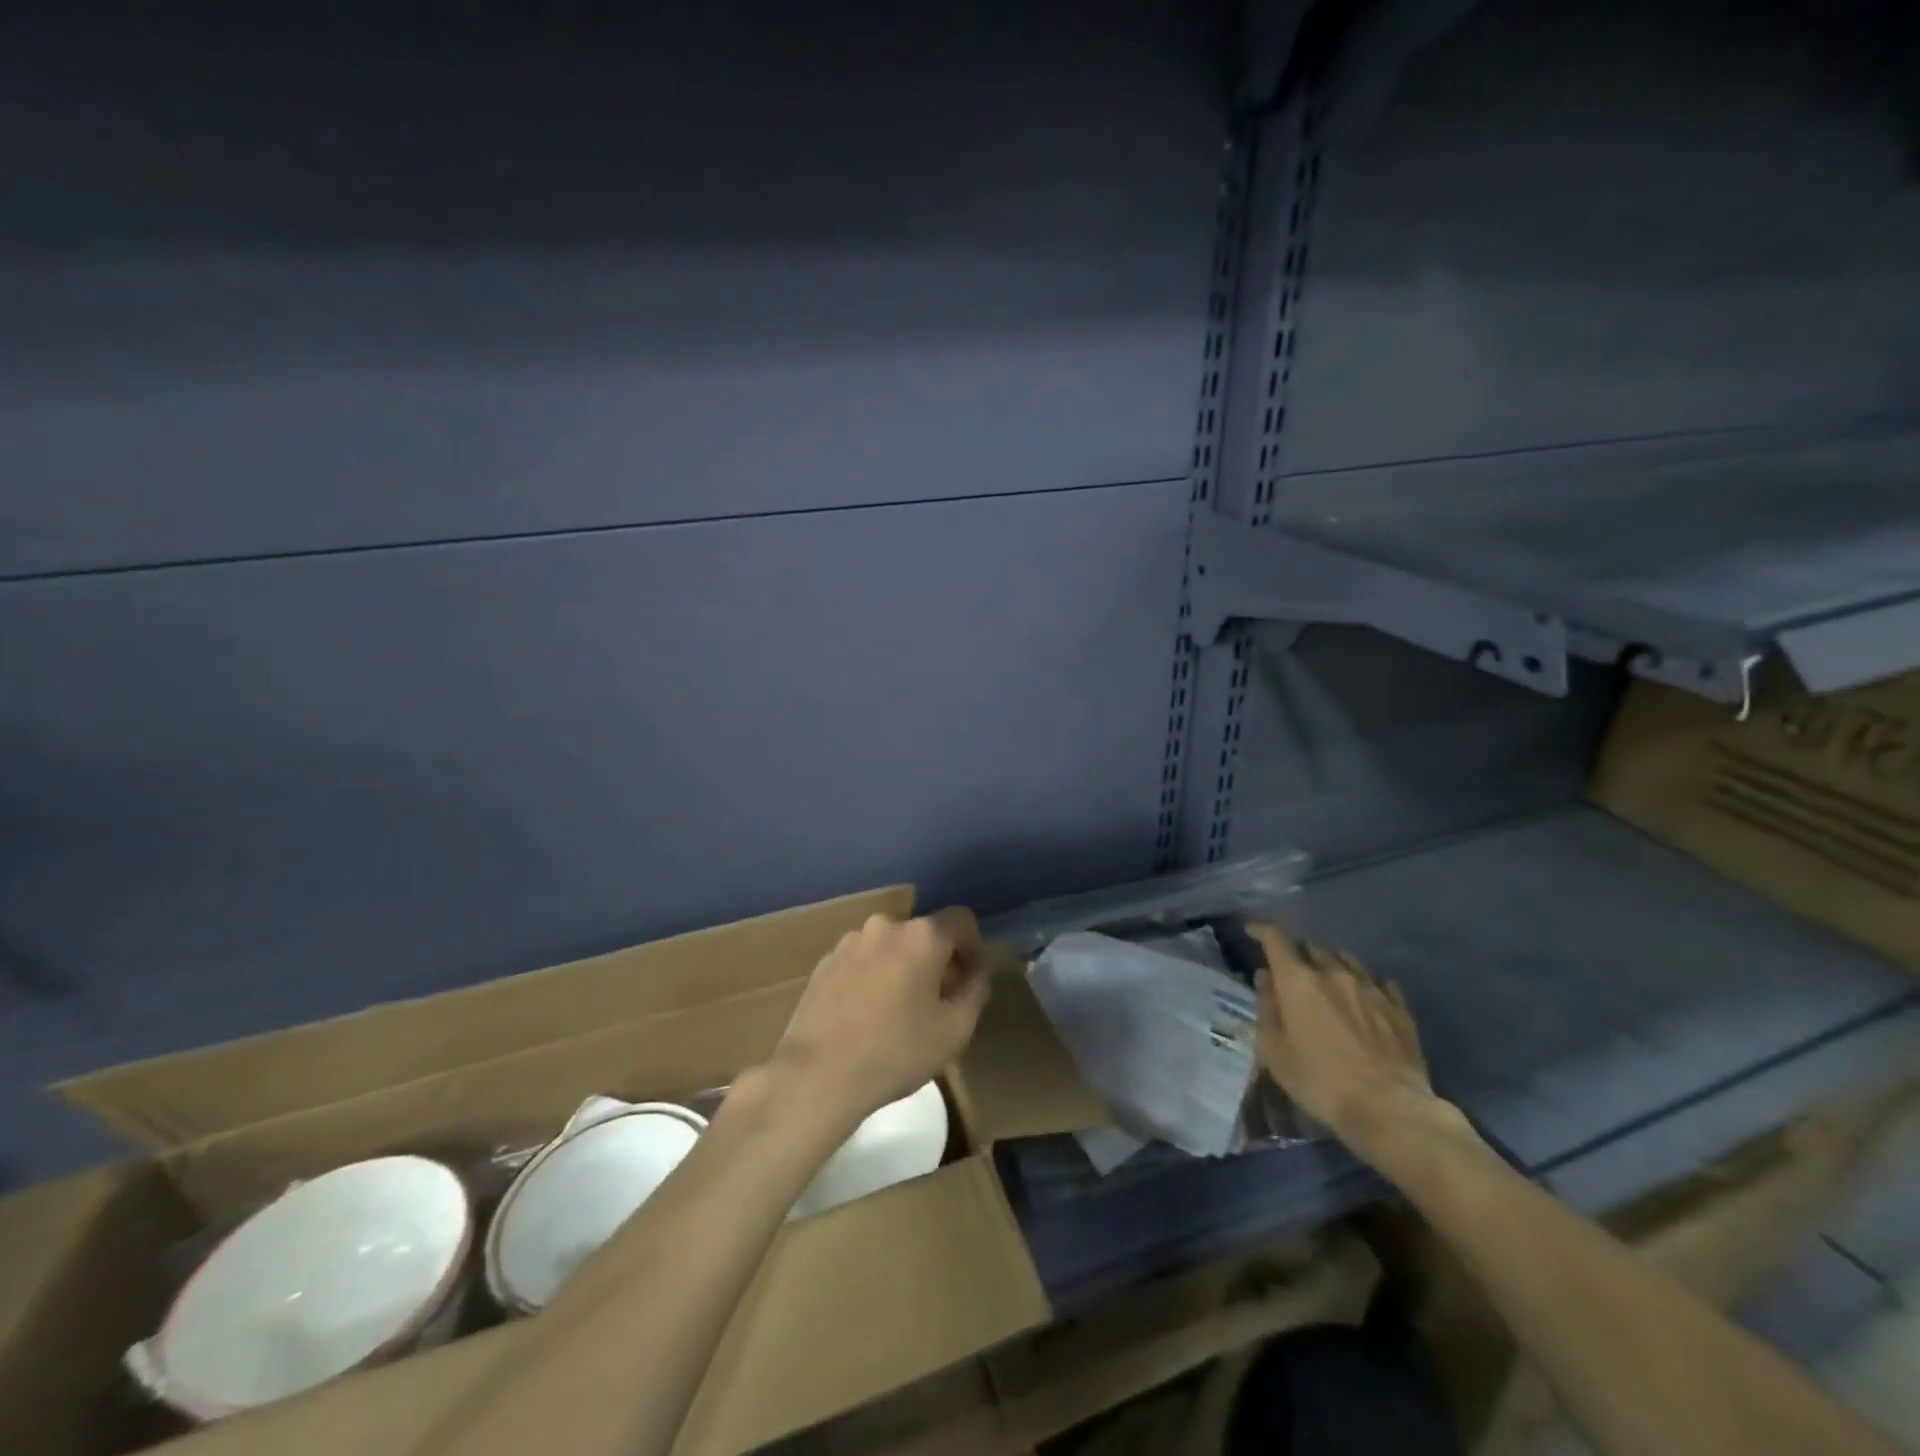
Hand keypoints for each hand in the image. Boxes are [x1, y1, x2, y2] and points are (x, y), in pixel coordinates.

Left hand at [769, 908, 989, 1128]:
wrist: (816, 1075)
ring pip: (890, 946)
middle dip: (935, 960)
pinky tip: (865, 1014)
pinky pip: (862, 960)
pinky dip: (872, 976)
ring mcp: (850, 941)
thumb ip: (975, 994)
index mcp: (922, 936)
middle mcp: (885, 926)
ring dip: (901, 967)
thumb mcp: (954, 1031)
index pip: (961, 921)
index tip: (969, 980)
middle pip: (923, 934)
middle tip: (936, 1000)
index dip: (973, 947)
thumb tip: (976, 974)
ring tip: (897, 1010)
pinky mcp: (824, 962)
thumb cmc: (895, 1052)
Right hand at [1247, 924, 1463, 1154]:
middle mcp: (1333, 973)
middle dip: (1297, 955)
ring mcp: (1370, 988)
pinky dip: (1364, 984)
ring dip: (1331, 965)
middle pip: (1311, 948)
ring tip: (1328, 983)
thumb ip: (1267, 1007)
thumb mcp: (1274, 1050)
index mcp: (1298, 980)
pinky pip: (1378, 982)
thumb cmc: (1319, 1081)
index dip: (1261, 930)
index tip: (1252, 931)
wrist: (1389, 1109)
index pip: (1276, 938)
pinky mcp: (1398, 1008)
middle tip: (1291, 973)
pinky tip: (1365, 998)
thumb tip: (1266, 977)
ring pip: (1345, 960)